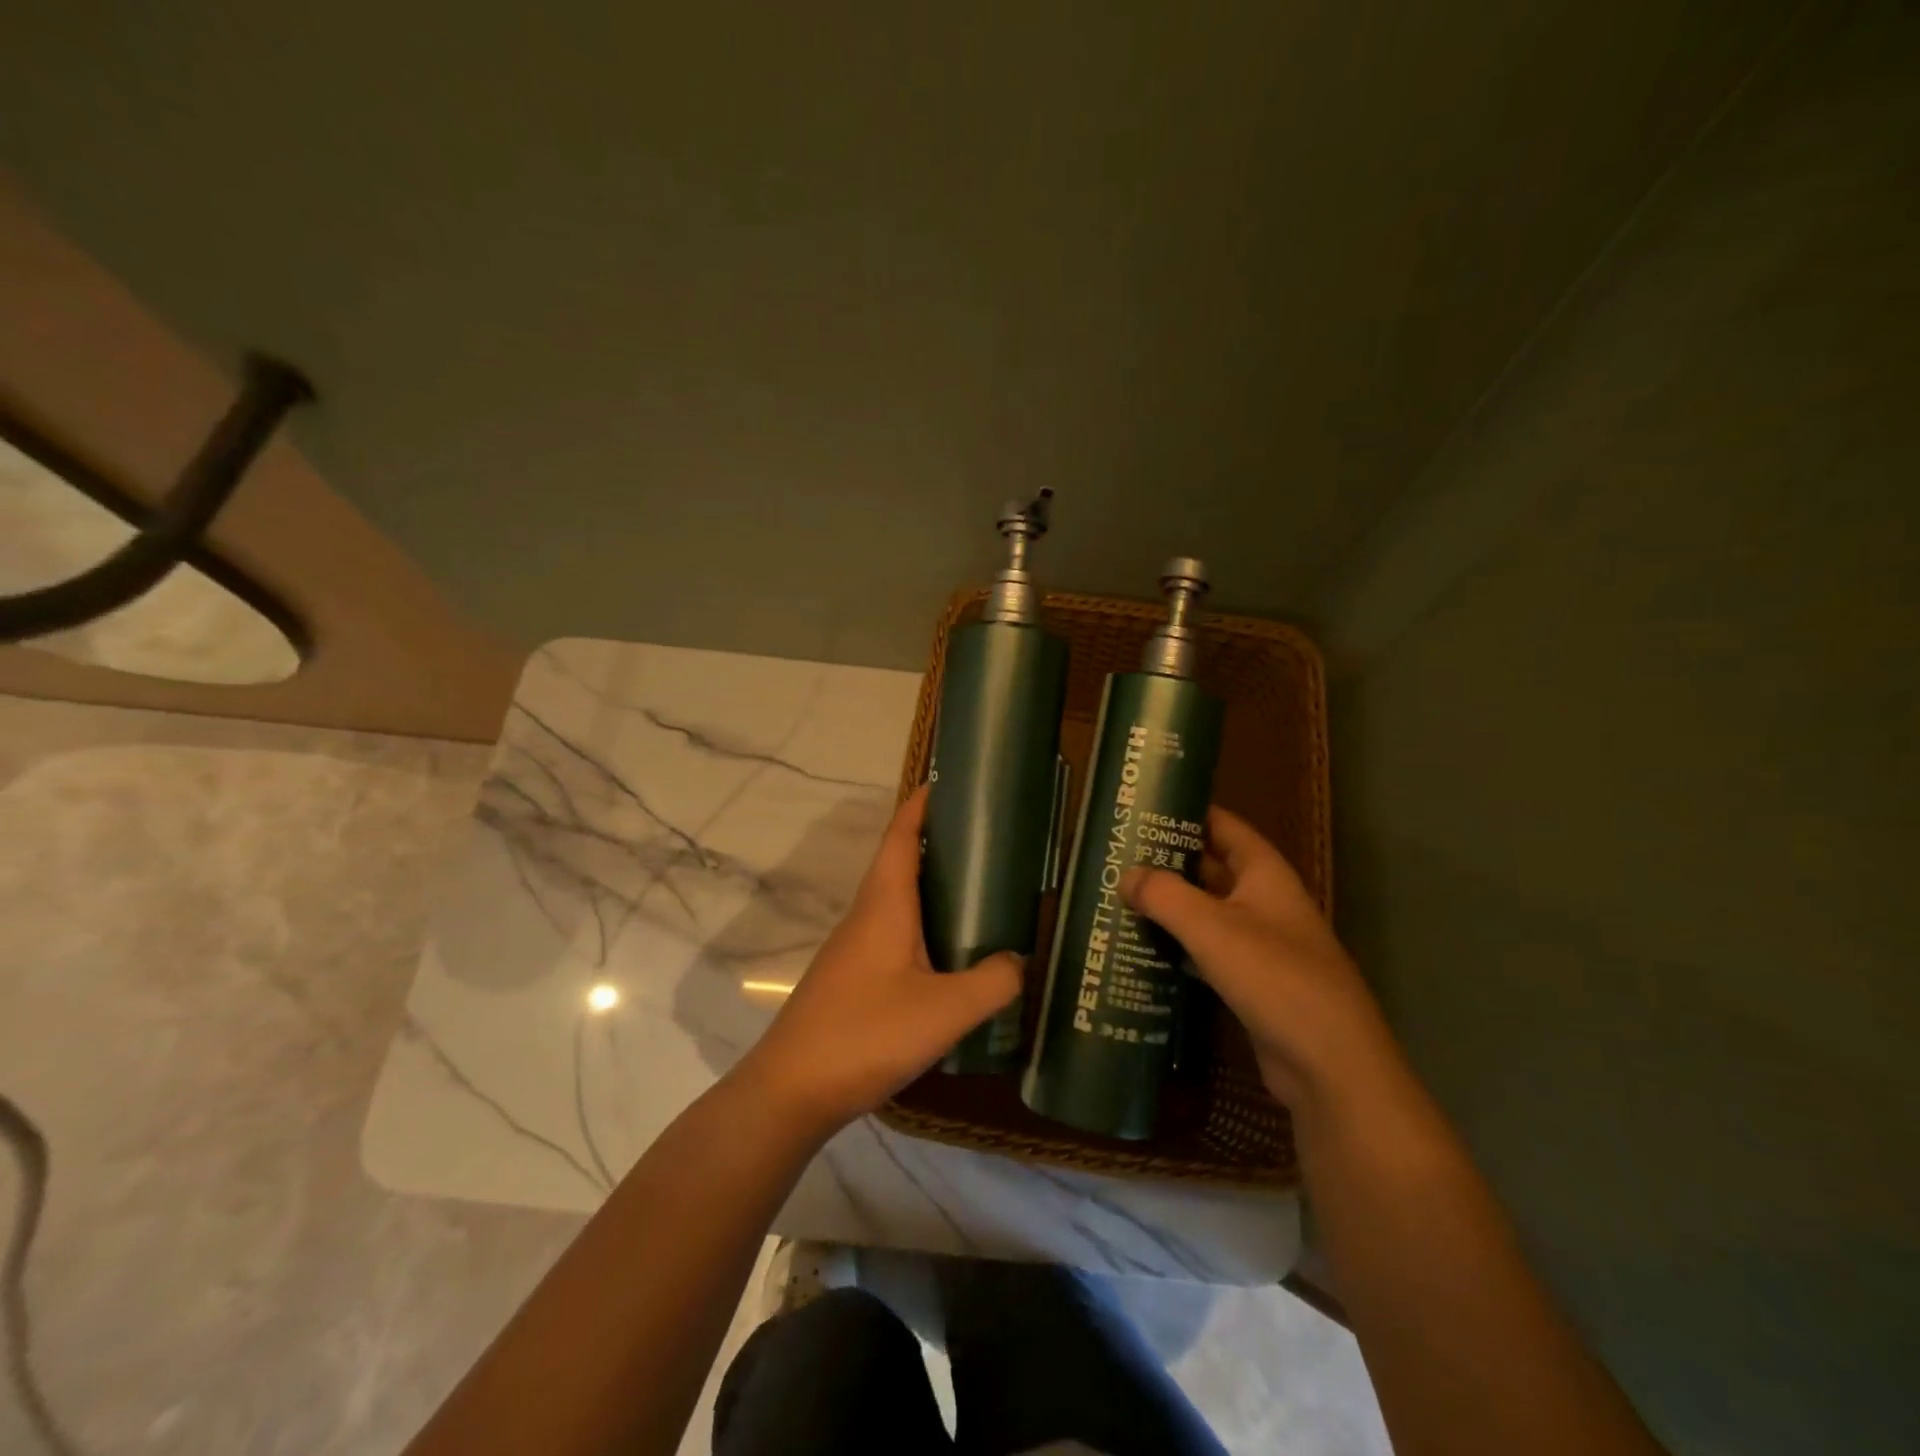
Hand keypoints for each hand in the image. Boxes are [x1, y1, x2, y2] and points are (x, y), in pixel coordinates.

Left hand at [736, 785, 1021, 1135]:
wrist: (791, 1090)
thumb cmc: (866, 1033)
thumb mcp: (945, 1010)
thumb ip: (993, 982)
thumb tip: (1022, 961)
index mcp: (884, 904)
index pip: (901, 835)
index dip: (921, 804)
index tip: (951, 782)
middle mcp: (866, 915)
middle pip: (899, 861)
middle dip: (936, 842)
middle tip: (987, 839)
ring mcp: (854, 948)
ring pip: (896, 899)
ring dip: (930, 885)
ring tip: (979, 890)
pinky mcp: (852, 977)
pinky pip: (893, 932)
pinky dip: (922, 923)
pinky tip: (948, 952)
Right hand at [1122, 807, 1397, 1110]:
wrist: (1329, 1065)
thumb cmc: (1274, 977)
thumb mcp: (1212, 928)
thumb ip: (1165, 895)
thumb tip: (1126, 874)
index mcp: (1265, 875)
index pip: (1224, 826)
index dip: (1187, 813)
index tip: (1142, 809)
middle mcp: (1265, 902)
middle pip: (1211, 869)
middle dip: (1168, 861)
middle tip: (1116, 856)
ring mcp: (1261, 944)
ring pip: (1207, 912)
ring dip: (1170, 906)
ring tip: (1119, 897)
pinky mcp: (1252, 982)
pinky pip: (1208, 951)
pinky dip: (1178, 945)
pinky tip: (1142, 948)